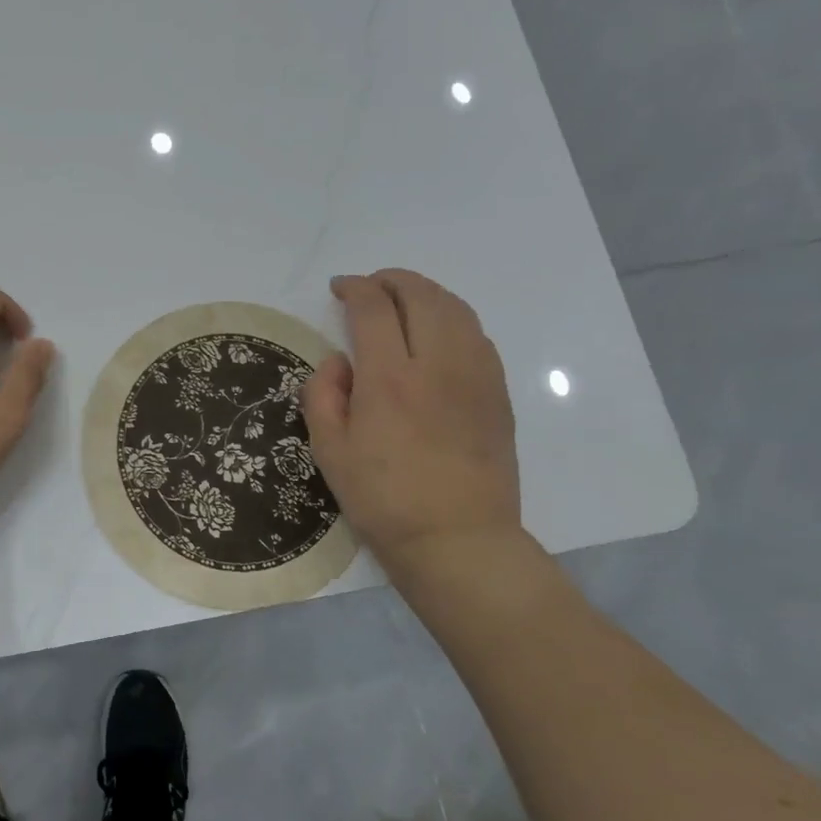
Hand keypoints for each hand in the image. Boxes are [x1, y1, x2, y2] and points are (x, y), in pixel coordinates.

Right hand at [301, 270, 521, 588]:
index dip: (355, 287)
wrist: (456, 540)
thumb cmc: (382, 498)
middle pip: (421, 295)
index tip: (340, 288)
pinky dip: (452, 318)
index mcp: (389, 378)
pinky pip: (477, 335)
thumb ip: (323, 394)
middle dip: (391, 280)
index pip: (374, 308)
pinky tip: (437, 335)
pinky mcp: (497, 394)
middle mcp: (437, 365)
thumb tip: (339, 360)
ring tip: (403, 301)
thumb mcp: (328, 450)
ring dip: (425, 293)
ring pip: (456, 309)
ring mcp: (475, 377)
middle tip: (370, 287)